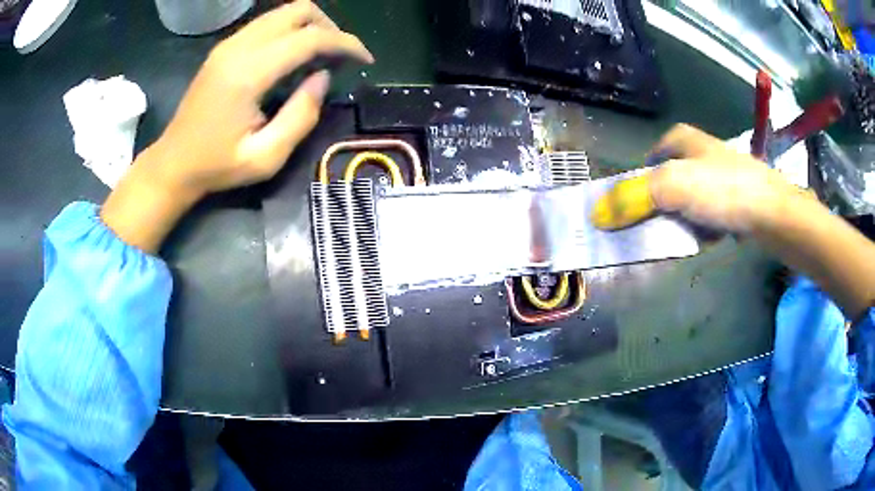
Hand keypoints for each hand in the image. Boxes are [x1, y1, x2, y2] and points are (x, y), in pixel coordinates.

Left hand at [101, 1, 372, 252]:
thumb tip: (323, 78)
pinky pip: (267, 23)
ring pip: (283, 12)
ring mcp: (229, 44)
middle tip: (339, 56)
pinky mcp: (225, 48)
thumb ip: (301, 115)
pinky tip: (294, 56)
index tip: (364, 60)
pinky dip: (291, 31)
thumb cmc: (216, 166)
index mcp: (248, 73)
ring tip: (321, 56)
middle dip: (330, 27)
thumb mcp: (266, 157)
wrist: (173, 163)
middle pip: (299, 10)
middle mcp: (239, 47)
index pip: (310, 37)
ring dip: (311, 26)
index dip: (345, 43)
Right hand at [594, 124, 874, 317]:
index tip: (632, 213)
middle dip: (658, 206)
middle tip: (655, 230)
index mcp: (680, 139)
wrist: (773, 212)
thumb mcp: (672, 187)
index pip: (644, 162)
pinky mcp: (732, 196)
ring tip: (683, 237)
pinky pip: (705, 212)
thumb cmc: (723, 189)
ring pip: (685, 199)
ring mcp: (717, 174)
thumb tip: (596, 216)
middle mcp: (698, 152)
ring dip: (680, 220)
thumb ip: (633, 199)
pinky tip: (706, 238)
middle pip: (664, 181)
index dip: (635, 187)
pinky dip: (701, 227)